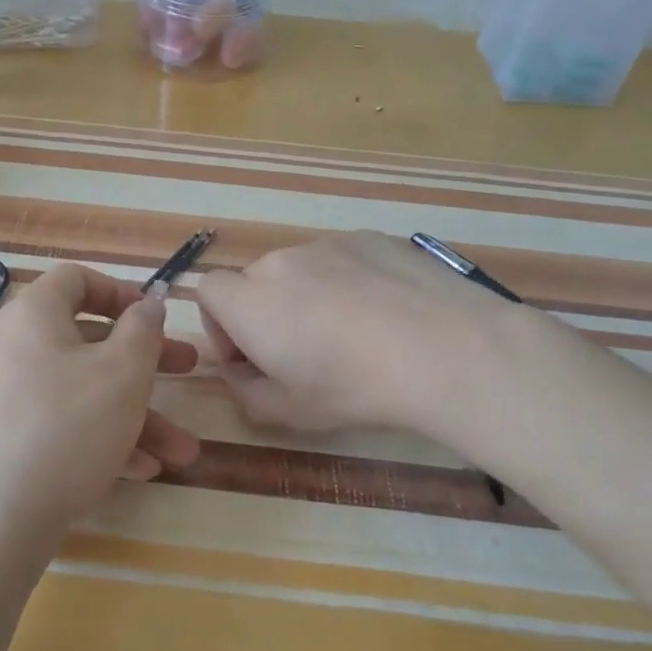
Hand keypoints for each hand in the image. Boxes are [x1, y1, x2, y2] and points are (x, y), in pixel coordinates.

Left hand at [0, 264, 199, 544]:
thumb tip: (145, 304)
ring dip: (135, 415)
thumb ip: (143, 330)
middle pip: (89, 341)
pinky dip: (101, 438)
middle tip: (188, 370)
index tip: (154, 318)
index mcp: (35, 316)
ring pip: (82, 392)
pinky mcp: (7, 440)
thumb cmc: (68, 426)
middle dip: (146, 361)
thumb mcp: (123, 372)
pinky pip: (62, 425)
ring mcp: (7, 397)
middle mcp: (15, 348)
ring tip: (182, 451)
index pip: (76, 280)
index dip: (120, 291)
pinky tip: (141, 470)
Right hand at [195, 231, 509, 433]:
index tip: (252, 357)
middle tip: (306, 354)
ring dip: (308, 297)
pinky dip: (349, 282)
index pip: (207, 291)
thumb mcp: (287, 412)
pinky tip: (386, 314)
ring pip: (301, 270)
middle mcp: (280, 262)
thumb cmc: (352, 387)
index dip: (220, 325)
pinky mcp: (371, 238)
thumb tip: (239, 372)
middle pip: (255, 282)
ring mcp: (328, 244)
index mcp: (249, 301)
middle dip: (267, 314)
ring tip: (355, 334)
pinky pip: (343, 260)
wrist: (444, 349)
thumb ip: (244, 392)